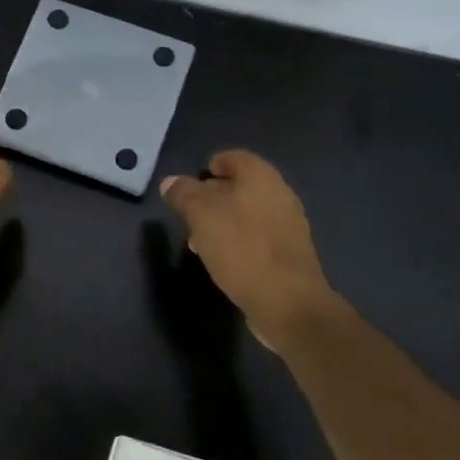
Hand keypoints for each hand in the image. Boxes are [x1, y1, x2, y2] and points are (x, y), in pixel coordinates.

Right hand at [160, 151, 335, 352]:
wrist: (288, 301)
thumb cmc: (242, 249)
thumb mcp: (201, 216)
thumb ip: (184, 194)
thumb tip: (170, 182)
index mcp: (261, 177)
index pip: (232, 158)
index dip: (208, 168)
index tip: (188, 188)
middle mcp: (279, 194)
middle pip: (240, 186)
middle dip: (211, 199)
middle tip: (188, 217)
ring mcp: (288, 225)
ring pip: (247, 213)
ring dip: (222, 223)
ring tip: (200, 243)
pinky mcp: (289, 253)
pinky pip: (258, 237)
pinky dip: (238, 242)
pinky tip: (224, 261)